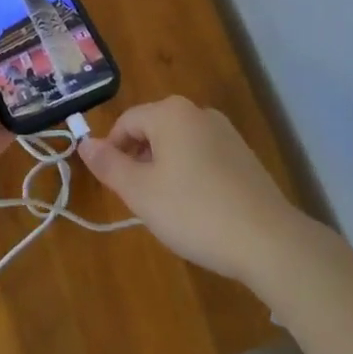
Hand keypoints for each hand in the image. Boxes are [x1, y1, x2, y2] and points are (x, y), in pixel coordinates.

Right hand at [78, 96, 302, 284]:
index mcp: (170, 112)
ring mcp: (226, 133)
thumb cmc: (194, 211)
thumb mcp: (140, 192)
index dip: (112, 152)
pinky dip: (191, 176)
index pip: (126, 122)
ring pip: (179, 145)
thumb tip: (83, 142)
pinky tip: (198, 210)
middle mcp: (198, 112)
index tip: (115, 187)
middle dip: (140, 161)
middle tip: (140, 200)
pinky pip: (203, 157)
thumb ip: (108, 165)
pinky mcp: (244, 156)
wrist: (269, 241)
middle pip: (153, 130)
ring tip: (168, 208)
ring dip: (164, 170)